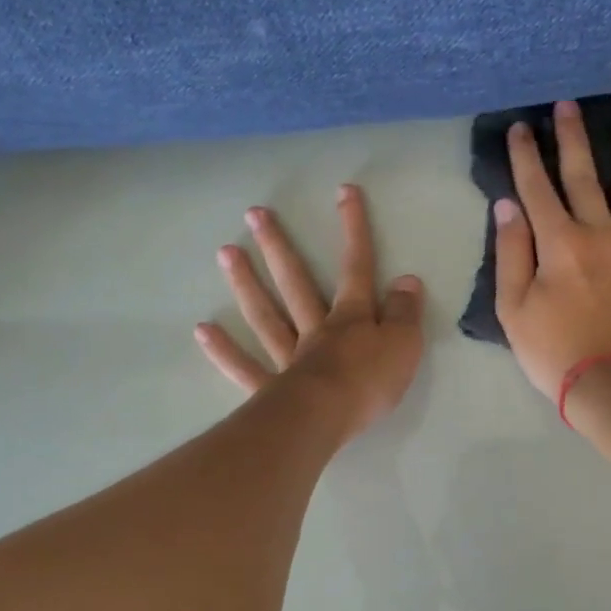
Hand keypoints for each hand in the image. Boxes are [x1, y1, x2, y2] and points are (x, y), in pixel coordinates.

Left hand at [196, 184, 424, 439]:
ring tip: (226, 252)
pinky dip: (224, 350)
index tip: (344, 192)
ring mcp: (289, 357)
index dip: (353, 230)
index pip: (356, 268)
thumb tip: (407, 280)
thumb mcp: (404, 345)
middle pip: (296, 282)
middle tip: (255, 214)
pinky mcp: (271, 389)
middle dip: (279, 246)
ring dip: (246, 283)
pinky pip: (245, 367)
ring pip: (266, 315)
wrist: (328, 419)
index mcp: (351, 318)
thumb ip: (406, 313)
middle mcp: (316, 330)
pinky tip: (203, 330)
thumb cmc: (369, 382)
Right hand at [494, 99, 610, 399]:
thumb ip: (511, 255)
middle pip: (585, 178)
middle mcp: (600, 235)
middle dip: (573, 139)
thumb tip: (508, 207)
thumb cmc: (556, 353)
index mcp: (559, 244)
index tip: (519, 127)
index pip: (537, 190)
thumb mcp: (514, 310)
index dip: (525, 157)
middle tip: (569, 104)